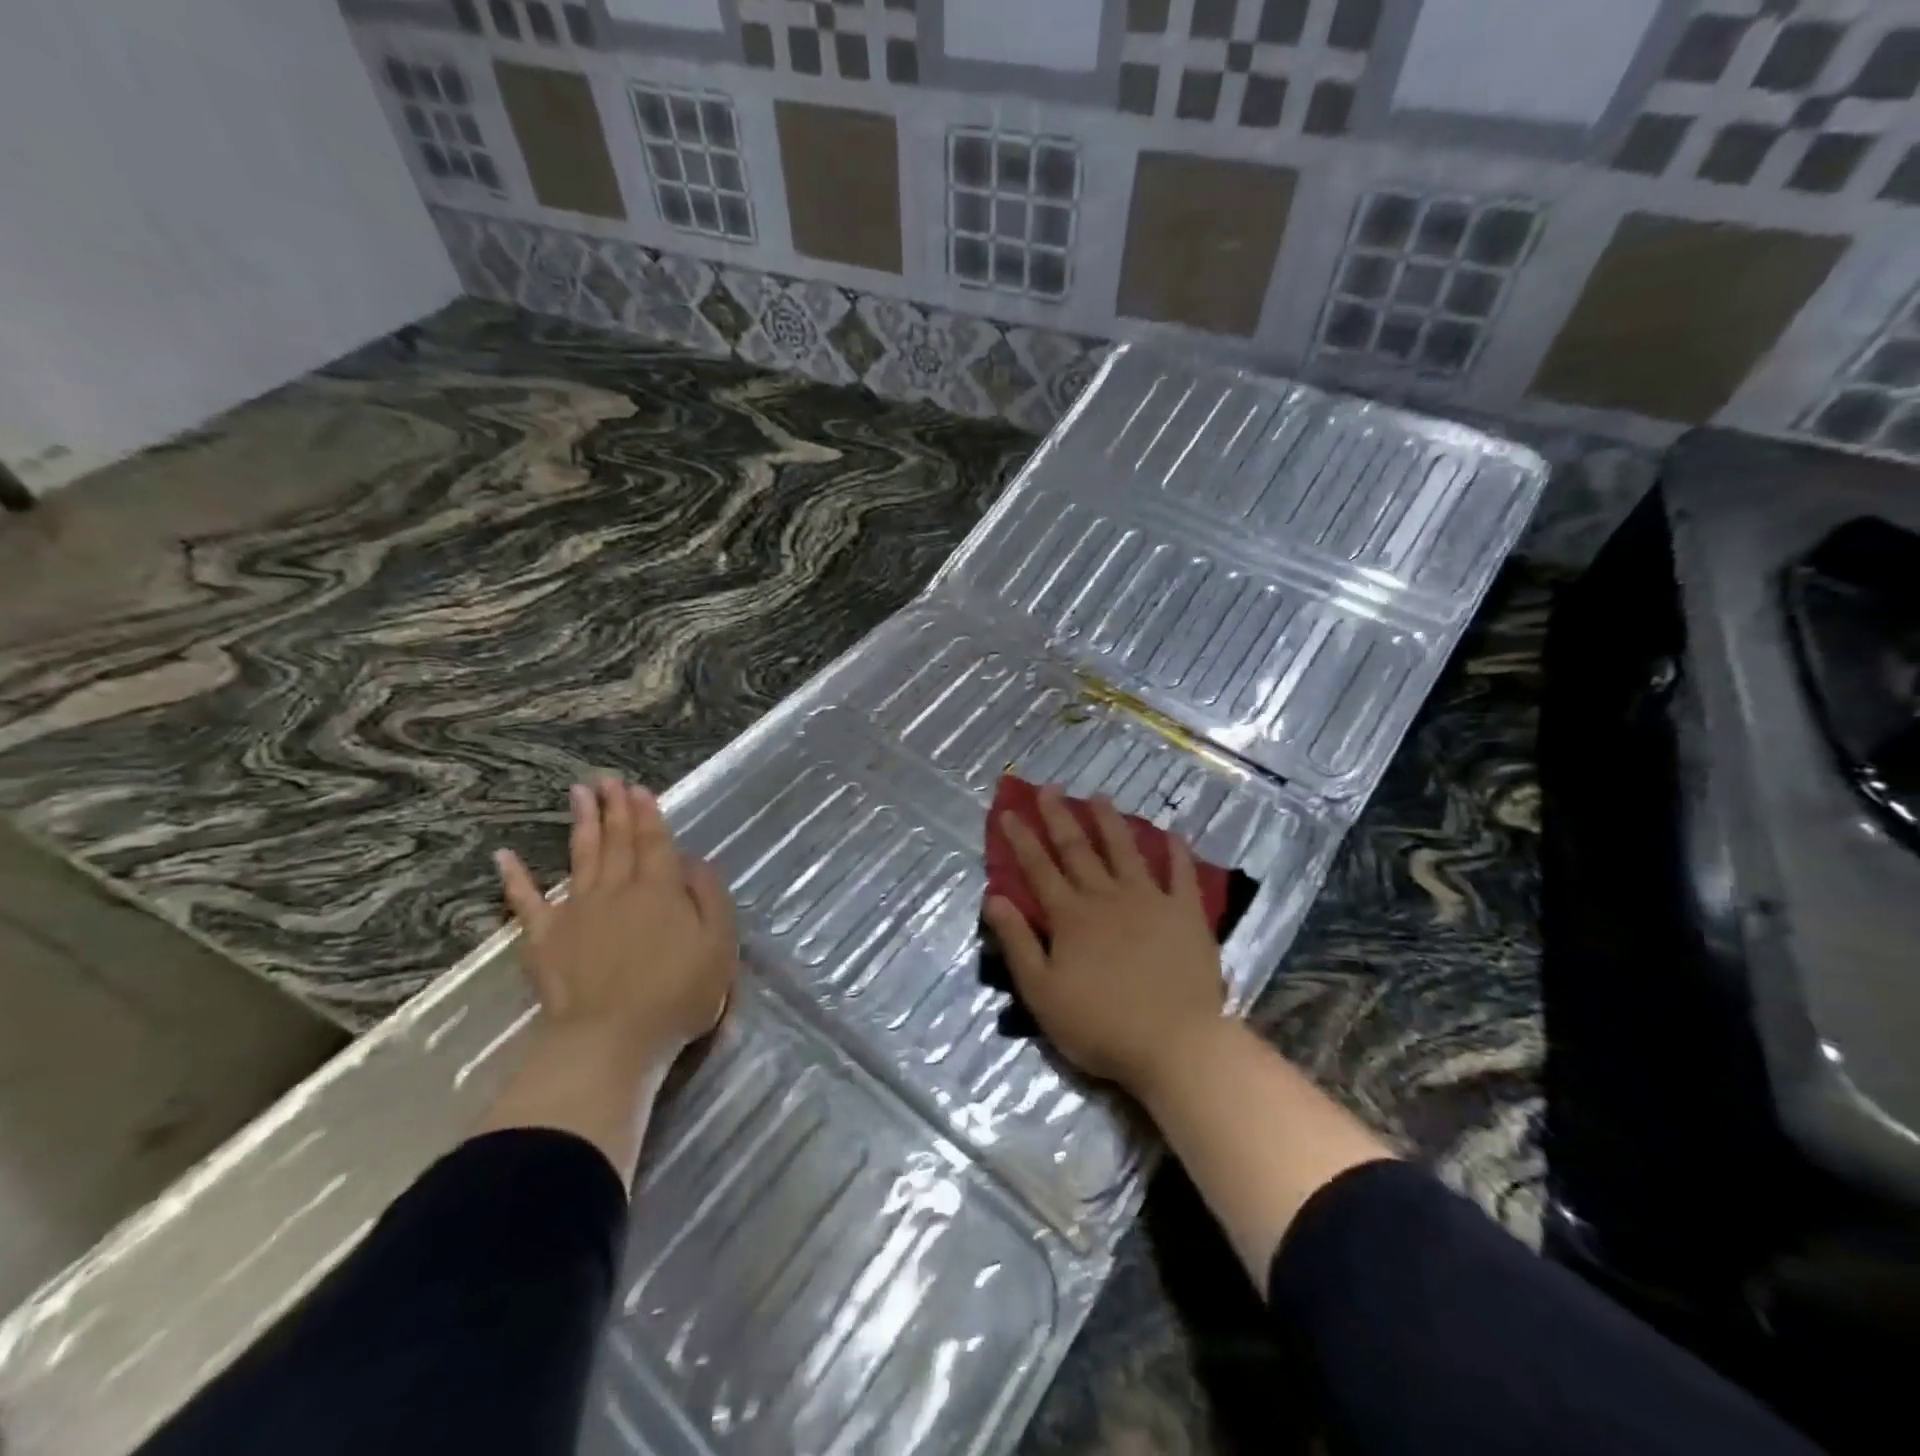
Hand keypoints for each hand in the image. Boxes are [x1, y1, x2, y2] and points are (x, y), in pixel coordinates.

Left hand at [496, 777, 735, 1070]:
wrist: (611, 1039)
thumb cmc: (677, 993)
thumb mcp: (719, 943)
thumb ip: (710, 896)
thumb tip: (694, 861)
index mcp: (659, 889)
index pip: (654, 841)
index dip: (647, 814)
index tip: (638, 789)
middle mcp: (616, 889)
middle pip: (616, 840)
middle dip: (614, 808)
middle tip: (607, 779)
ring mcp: (576, 911)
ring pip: (580, 857)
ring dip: (581, 823)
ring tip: (578, 794)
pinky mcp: (545, 938)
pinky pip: (526, 902)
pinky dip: (515, 878)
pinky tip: (505, 856)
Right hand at [983, 786, 1226, 1100]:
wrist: (1175, 1044)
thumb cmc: (1100, 1025)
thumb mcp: (1041, 992)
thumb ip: (1017, 943)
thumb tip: (995, 898)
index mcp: (1070, 916)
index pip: (1038, 868)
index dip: (1021, 839)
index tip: (1009, 811)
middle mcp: (1107, 897)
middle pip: (1078, 850)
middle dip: (1060, 817)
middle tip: (1050, 788)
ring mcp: (1150, 901)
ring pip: (1125, 850)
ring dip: (1110, 822)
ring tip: (1099, 796)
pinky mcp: (1186, 914)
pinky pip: (1181, 875)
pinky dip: (1177, 853)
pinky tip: (1172, 834)